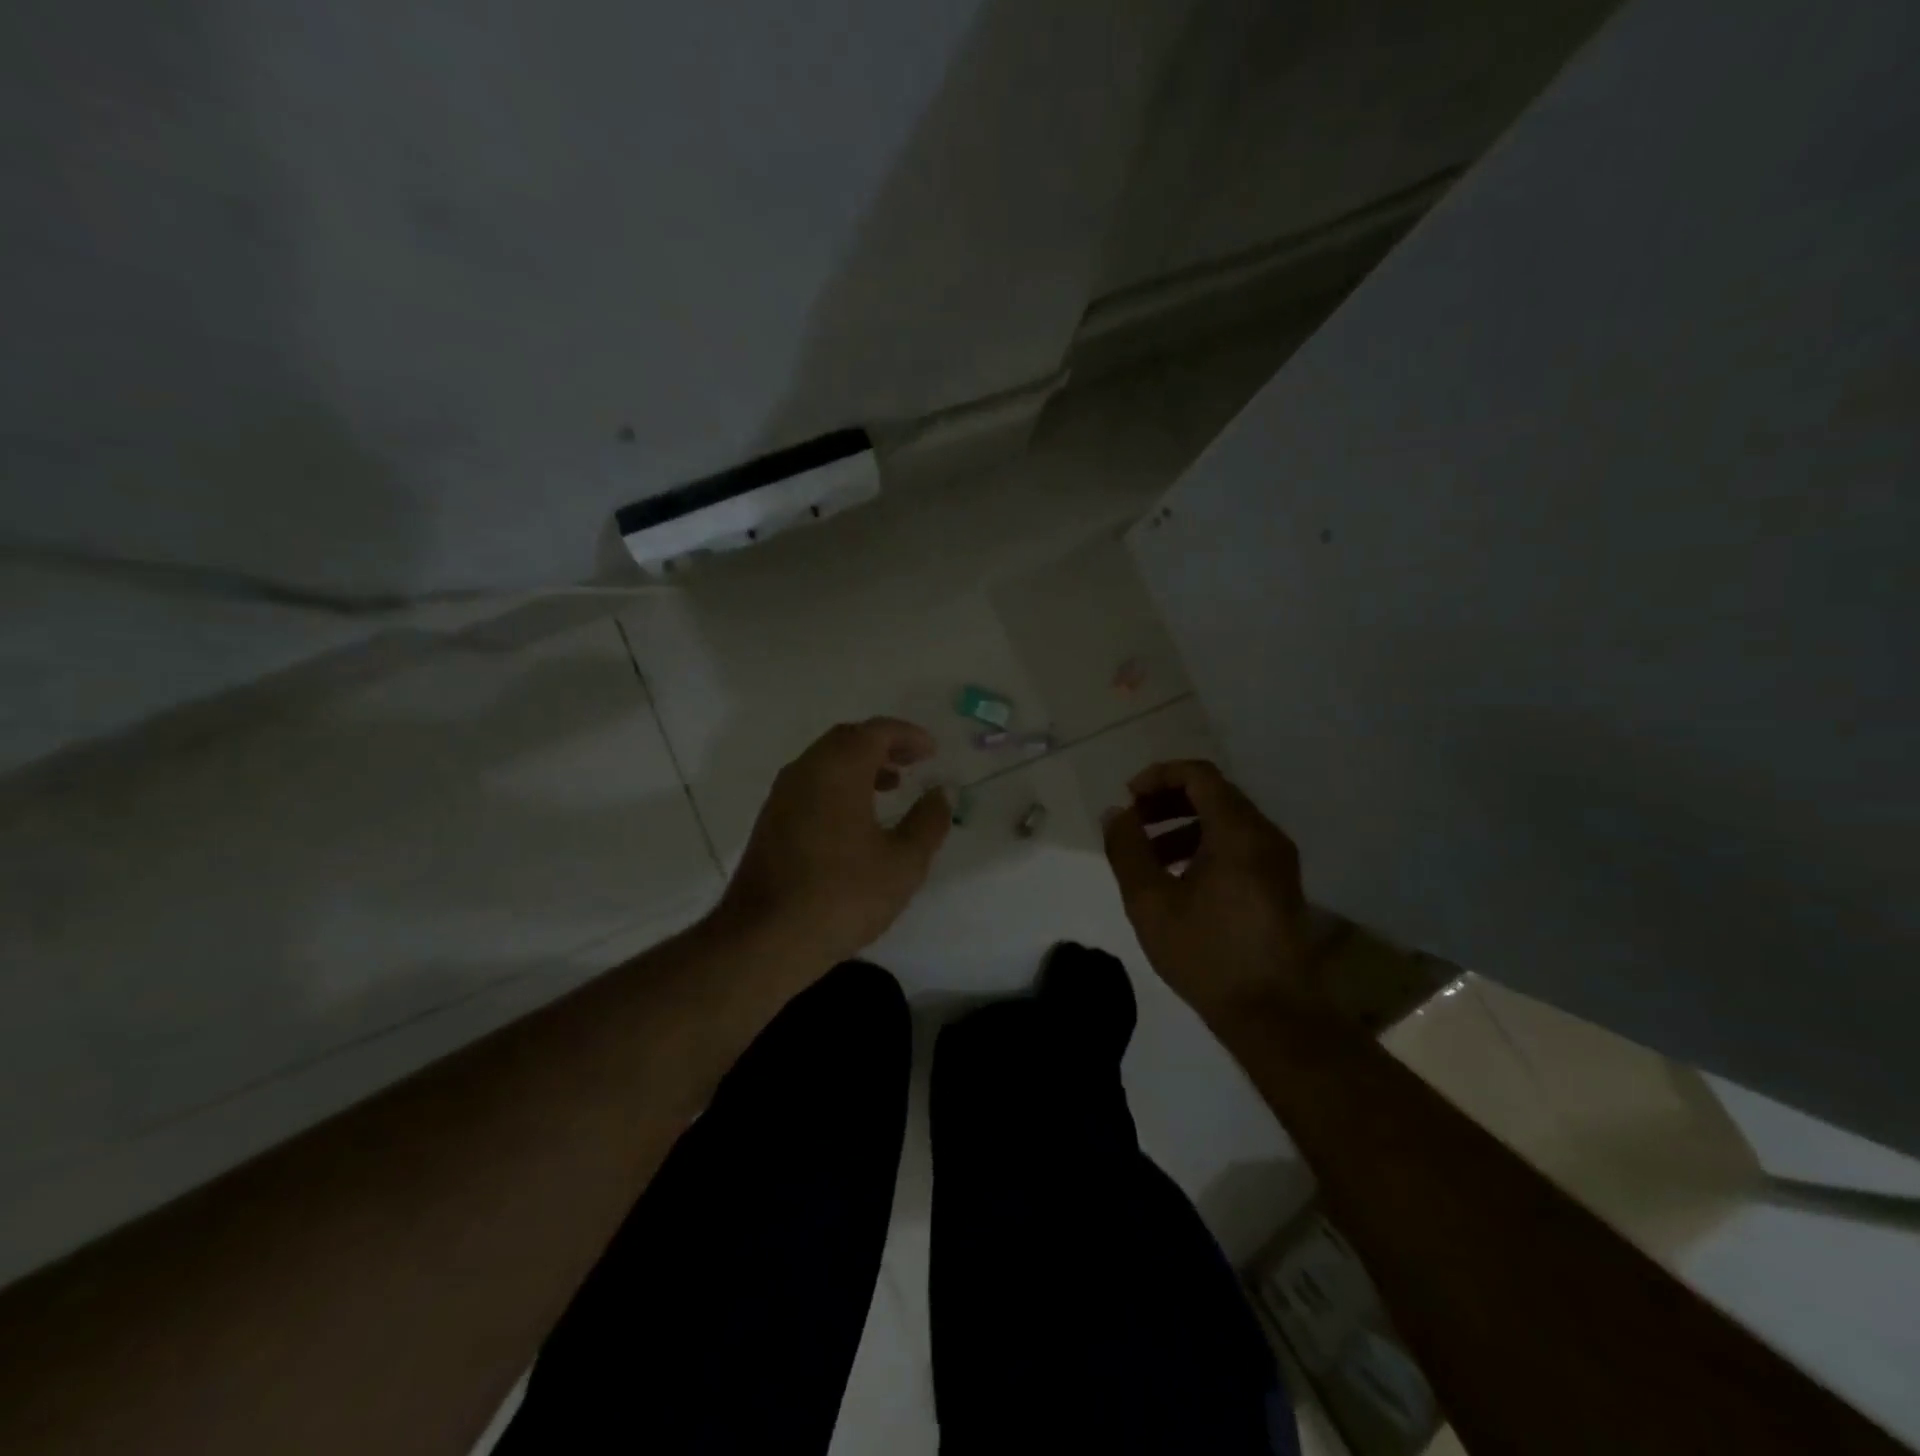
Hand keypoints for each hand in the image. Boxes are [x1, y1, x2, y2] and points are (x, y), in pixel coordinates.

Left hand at [714, 718, 950, 973]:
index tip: (932, 751)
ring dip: (860, 765)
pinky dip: (839, 785)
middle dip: (883, 745)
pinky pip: (811, 784)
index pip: (876, 731)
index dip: (908, 735)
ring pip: (826, 762)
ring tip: (891, 786)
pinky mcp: (770, 822)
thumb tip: (941, 793)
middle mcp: (805, 771)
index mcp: (838, 769)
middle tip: (913, 762)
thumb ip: (928, 821)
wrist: (765, 940)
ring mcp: (782, 796)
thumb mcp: (902, 862)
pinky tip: (856, 819)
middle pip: (847, 739)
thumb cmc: (842, 895)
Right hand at [1102, 760, 1315, 1021]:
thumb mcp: (1150, 902)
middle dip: (1167, 802)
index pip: (1198, 775)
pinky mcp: (1280, 885)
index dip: (1158, 777)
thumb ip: (1127, 850)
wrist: (1274, 1016)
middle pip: (1214, 794)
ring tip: (1148, 856)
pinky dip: (1204, 846)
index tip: (1128, 800)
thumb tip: (1116, 814)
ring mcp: (1278, 861)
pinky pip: (1238, 846)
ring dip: (1183, 826)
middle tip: (1133, 824)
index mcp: (1238, 831)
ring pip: (1226, 821)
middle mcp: (1265, 835)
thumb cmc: (1207, 954)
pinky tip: (1178, 880)